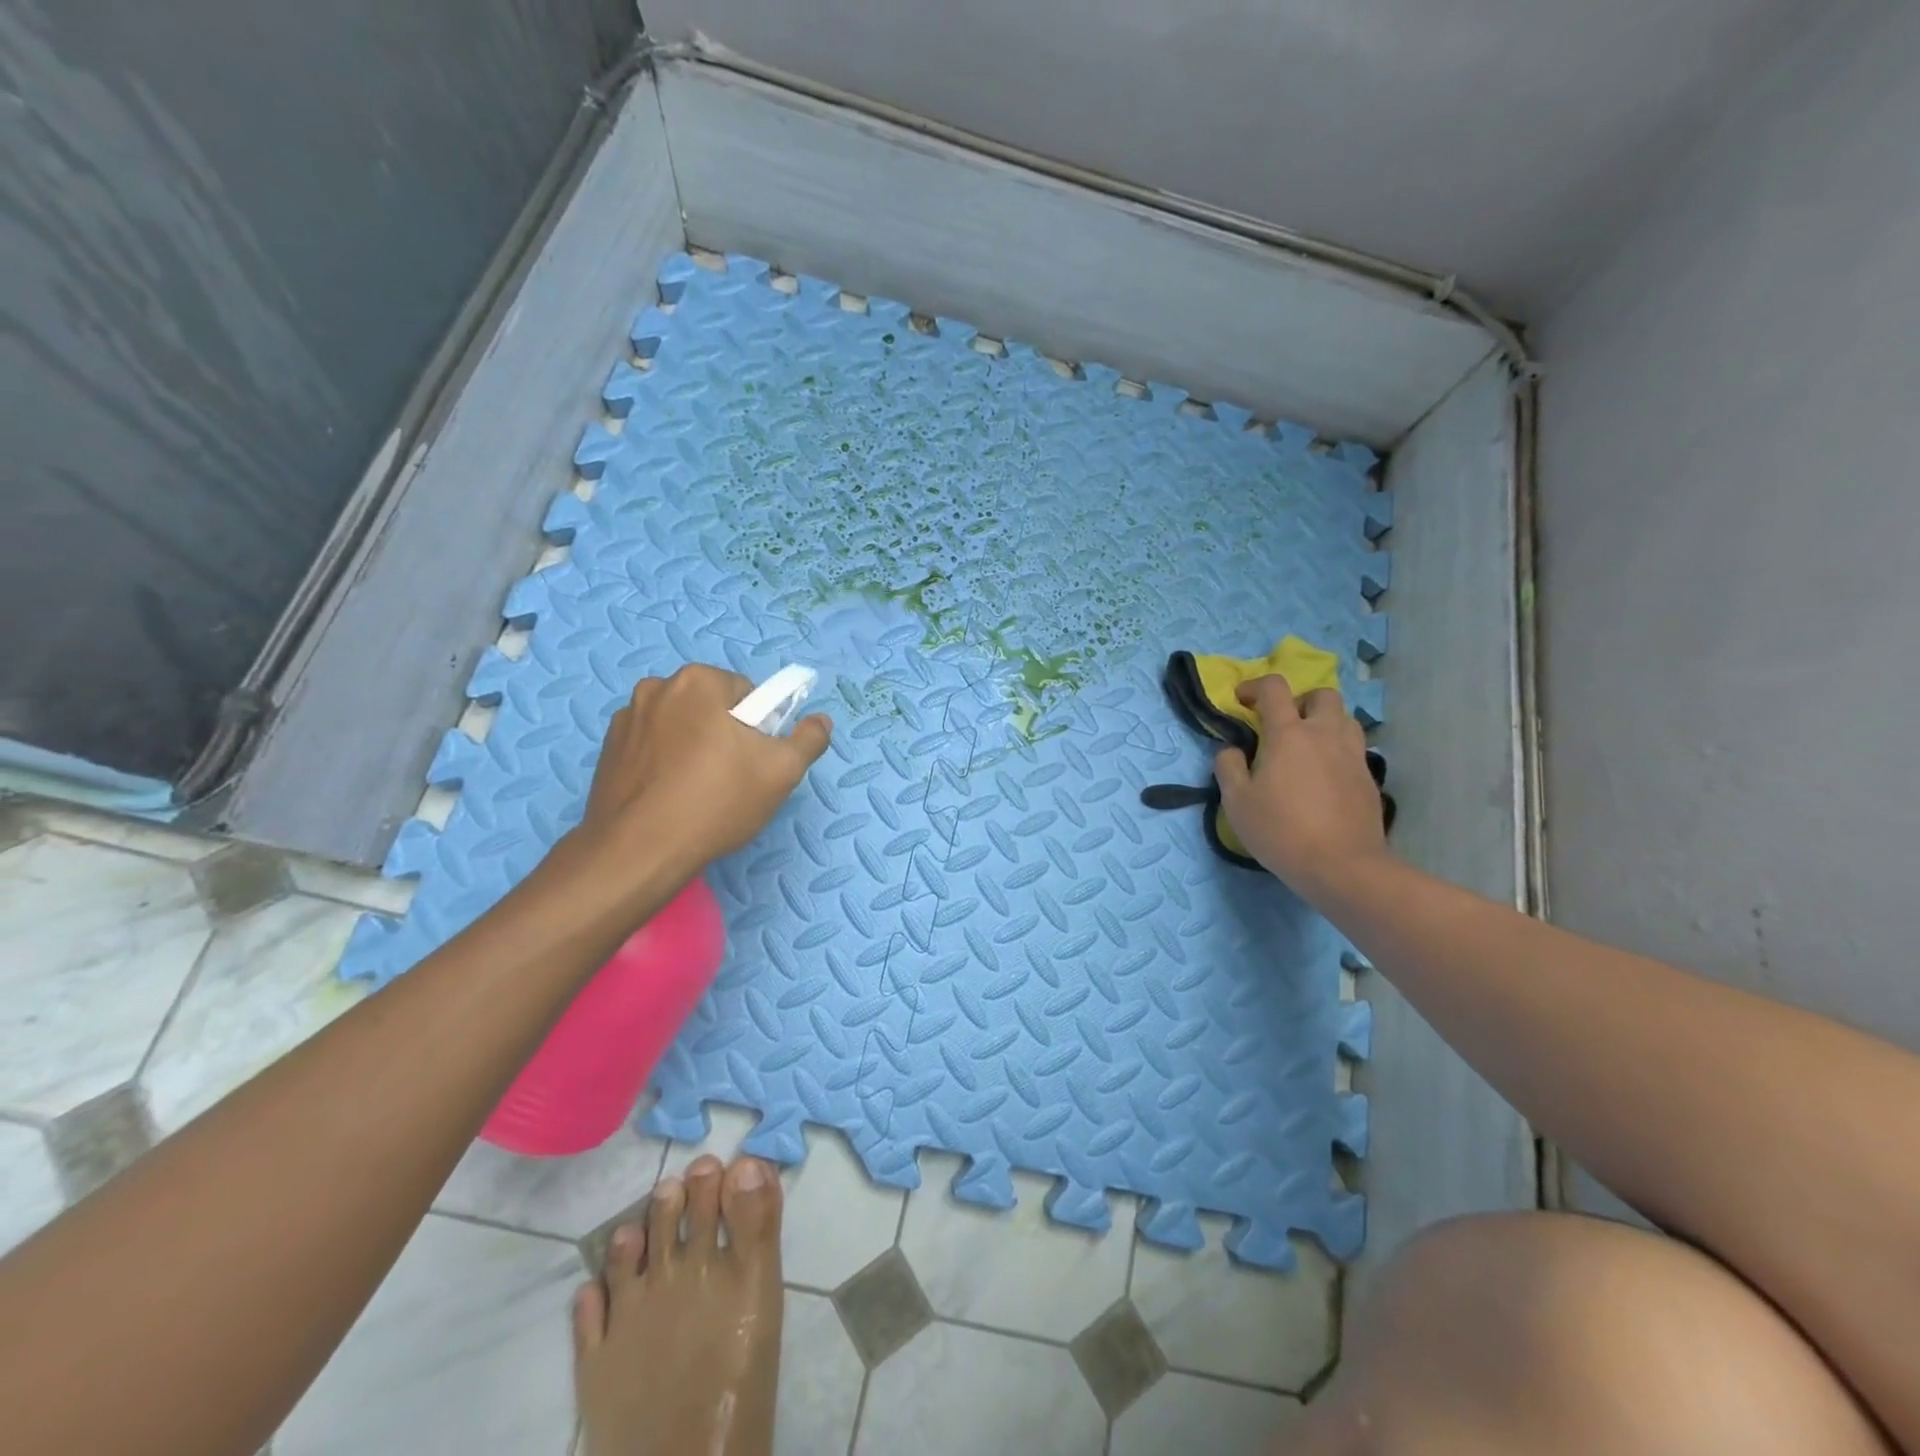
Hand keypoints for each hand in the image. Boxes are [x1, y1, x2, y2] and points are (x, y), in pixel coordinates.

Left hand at [578, 665, 831, 878]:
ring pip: (679, 727)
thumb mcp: (781, 771)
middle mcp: (656, 688)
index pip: (747, 694)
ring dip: (691, 747)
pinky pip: (650, 747)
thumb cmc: (716, 801)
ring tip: (697, 793)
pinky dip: (663, 763)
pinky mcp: (606, 751)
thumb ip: (808, 739)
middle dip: (724, 735)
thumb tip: (820, 721)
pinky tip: (670, 797)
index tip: (755, 761)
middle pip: (710, 707)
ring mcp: (625, 719)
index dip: (759, 728)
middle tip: (732, 779)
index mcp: (697, 681)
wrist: (638, 852)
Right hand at [1213, 676, 1388, 897]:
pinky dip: (1337, 750)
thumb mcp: (1237, 802)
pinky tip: (1324, 777)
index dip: (1255, 687)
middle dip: (1300, 700)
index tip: (1241, 700)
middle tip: (1283, 723)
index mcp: (1289, 734)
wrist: (1342, 866)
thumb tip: (1231, 749)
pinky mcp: (1369, 778)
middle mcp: (1325, 735)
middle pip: (1322, 695)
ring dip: (1325, 722)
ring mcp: (1352, 755)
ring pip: (1345, 719)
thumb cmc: (1281, 831)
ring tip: (1308, 746)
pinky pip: (1354, 749)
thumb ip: (1228, 767)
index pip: (1274, 689)